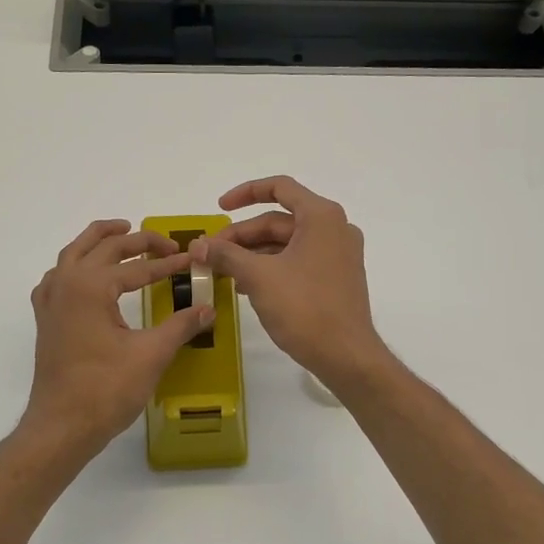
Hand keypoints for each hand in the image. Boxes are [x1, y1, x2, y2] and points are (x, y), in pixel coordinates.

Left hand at [22, 219, 216, 453]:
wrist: (61, 426)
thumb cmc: (106, 389)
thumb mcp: (151, 355)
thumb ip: (180, 326)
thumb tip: (208, 309)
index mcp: (91, 286)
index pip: (138, 267)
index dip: (169, 264)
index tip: (192, 261)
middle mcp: (66, 283)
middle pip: (104, 248)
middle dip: (138, 242)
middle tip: (167, 244)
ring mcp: (51, 300)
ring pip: (74, 253)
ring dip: (99, 240)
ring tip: (123, 232)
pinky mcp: (46, 319)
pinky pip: (58, 276)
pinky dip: (75, 264)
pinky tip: (87, 274)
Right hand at [191, 176, 390, 391]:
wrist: (346, 355)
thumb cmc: (305, 308)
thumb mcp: (258, 277)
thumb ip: (226, 255)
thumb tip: (196, 245)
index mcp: (321, 217)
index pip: (279, 188)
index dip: (245, 193)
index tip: (219, 208)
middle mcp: (334, 228)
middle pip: (279, 220)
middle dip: (242, 235)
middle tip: (211, 254)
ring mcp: (338, 254)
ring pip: (287, 243)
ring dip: (253, 254)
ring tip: (223, 272)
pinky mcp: (336, 278)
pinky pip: (298, 261)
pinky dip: (271, 267)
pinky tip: (246, 286)